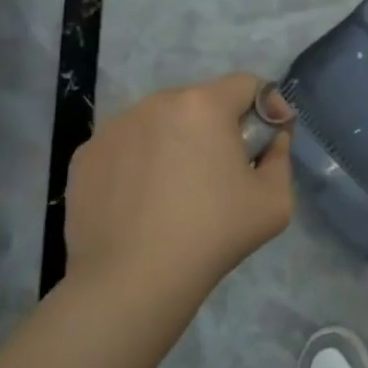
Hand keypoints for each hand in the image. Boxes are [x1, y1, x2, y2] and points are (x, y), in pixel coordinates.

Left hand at [64, 73, 293, 304]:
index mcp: (204, 105)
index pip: (246, 84)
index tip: (269, 138)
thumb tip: (273, 138)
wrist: (131, 283)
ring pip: (160, 122)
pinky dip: (140, 161)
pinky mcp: (86, 155)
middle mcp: (156, 103)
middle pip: (201, 101)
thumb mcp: (275, 201)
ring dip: (177, 140)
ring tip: (178, 187)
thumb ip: (281, 156)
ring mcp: (115, 128)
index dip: (265, 106)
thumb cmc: (212, 235)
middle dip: (218, 125)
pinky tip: (142, 200)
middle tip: (223, 168)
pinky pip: (126, 145)